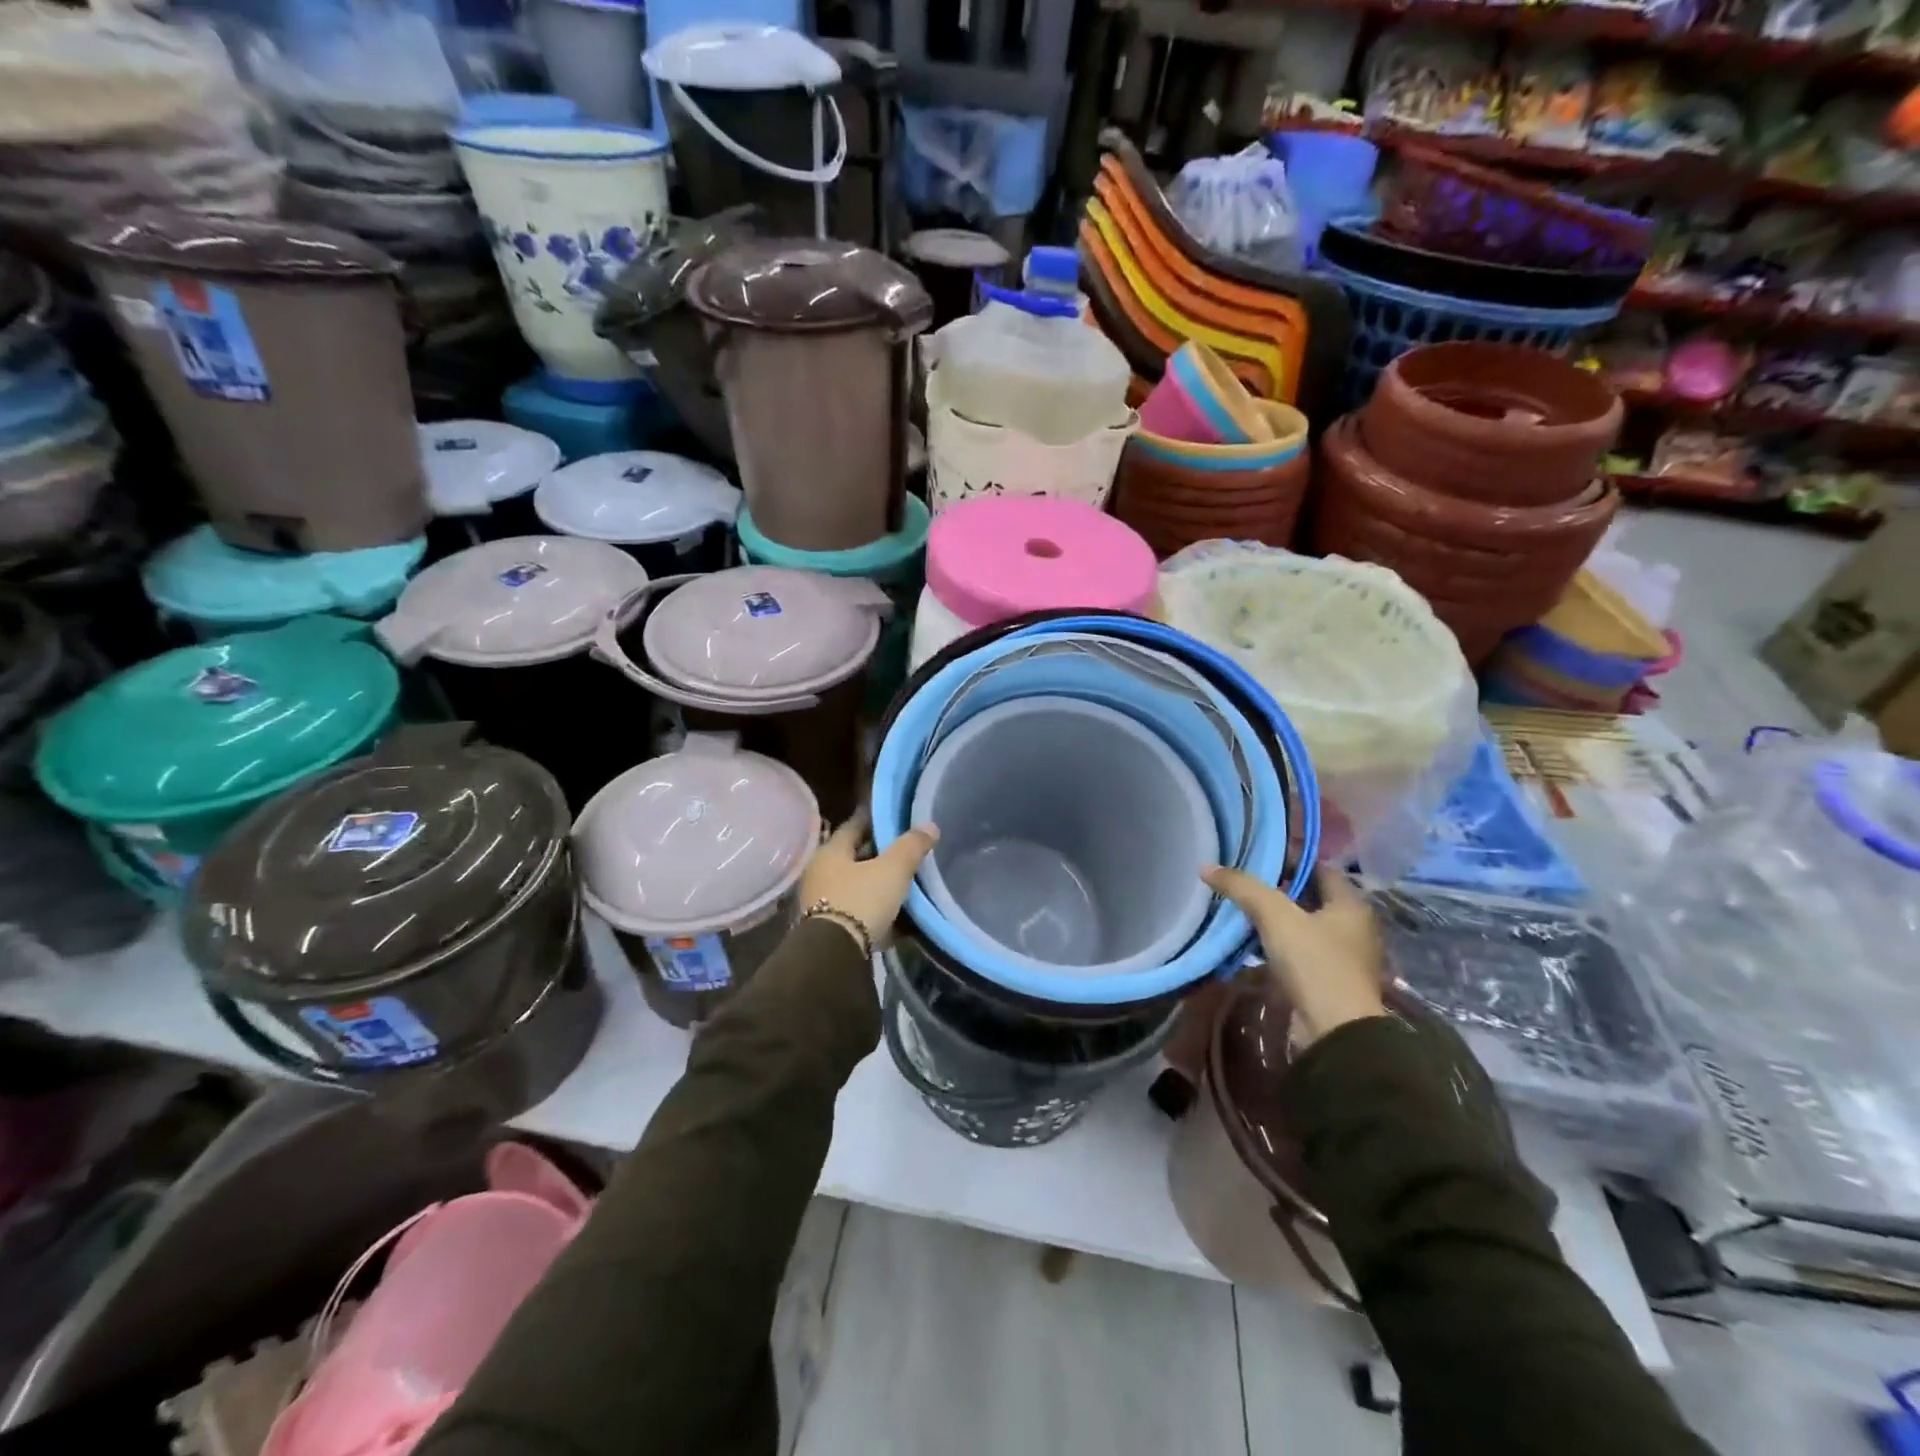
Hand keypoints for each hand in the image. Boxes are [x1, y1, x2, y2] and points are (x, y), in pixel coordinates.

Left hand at [799, 810, 939, 950]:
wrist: (835, 955)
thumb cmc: (861, 900)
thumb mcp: (893, 869)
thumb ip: (911, 846)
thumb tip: (929, 825)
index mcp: (830, 851)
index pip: (854, 826)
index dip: (875, 820)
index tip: (894, 818)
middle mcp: (820, 872)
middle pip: (854, 856)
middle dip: (878, 854)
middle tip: (905, 850)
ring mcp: (822, 901)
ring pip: (856, 885)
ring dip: (877, 883)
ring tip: (905, 882)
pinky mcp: (830, 928)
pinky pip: (858, 911)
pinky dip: (875, 909)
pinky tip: (897, 913)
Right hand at [1201, 863, 1385, 1045]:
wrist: (1335, 1032)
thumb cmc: (1314, 964)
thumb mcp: (1274, 917)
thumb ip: (1243, 888)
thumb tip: (1207, 867)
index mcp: (1351, 905)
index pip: (1320, 868)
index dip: (1290, 859)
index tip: (1256, 857)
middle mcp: (1353, 927)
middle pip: (1310, 897)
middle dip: (1277, 890)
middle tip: (1242, 883)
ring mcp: (1342, 957)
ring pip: (1303, 926)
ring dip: (1275, 920)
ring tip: (1239, 911)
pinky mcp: (1328, 981)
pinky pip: (1298, 952)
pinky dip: (1276, 946)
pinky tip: (1250, 945)